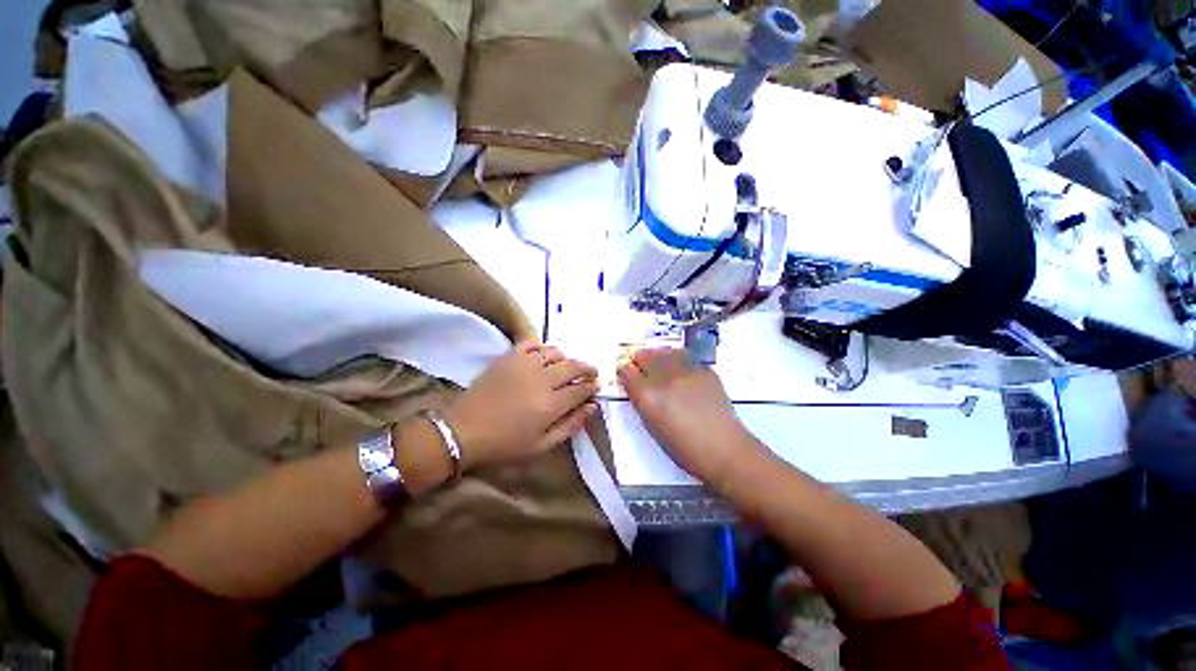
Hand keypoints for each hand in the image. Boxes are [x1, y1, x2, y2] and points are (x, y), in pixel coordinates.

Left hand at [447, 340, 598, 468]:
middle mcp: (543, 379)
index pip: (582, 389)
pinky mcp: (509, 356)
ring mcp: (525, 364)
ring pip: (555, 352)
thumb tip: (592, 406)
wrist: (464, 430)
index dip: (592, 386)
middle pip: (573, 366)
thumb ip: (571, 425)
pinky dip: (541, 347)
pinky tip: (542, 356)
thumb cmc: (505, 444)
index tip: (596, 386)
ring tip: (565, 365)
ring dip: (566, 358)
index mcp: (552, 404)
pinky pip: (531, 343)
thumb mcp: (542, 445)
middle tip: (590, 372)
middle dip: (587, 369)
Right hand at [617, 348, 755, 481]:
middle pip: (645, 356)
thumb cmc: (683, 447)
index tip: (625, 371)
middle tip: (639, 364)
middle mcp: (665, 378)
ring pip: (665, 352)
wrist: (724, 448)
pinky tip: (679, 370)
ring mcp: (687, 371)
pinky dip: (677, 360)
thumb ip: (641, 401)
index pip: (627, 371)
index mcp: (648, 396)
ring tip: (658, 363)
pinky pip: (685, 357)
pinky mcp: (705, 369)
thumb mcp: (652, 426)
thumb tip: (636, 385)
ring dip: (657, 356)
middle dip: (639, 359)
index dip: (624, 370)